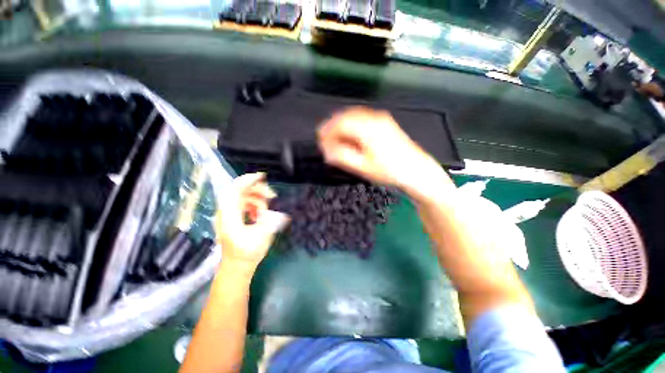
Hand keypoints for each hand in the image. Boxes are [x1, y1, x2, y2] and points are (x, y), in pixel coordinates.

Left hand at [215, 173, 289, 270]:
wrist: (237, 266)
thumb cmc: (249, 253)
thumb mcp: (262, 235)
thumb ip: (268, 217)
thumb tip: (272, 203)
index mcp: (229, 216)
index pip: (234, 190)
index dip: (247, 180)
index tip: (262, 177)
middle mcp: (225, 212)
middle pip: (239, 191)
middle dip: (257, 190)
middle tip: (272, 196)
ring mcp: (227, 215)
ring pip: (242, 196)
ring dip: (257, 198)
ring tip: (267, 209)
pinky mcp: (232, 217)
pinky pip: (243, 203)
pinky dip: (254, 204)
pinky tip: (260, 213)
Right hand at [317, 107, 445, 191]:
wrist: (416, 171)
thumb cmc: (389, 171)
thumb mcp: (363, 167)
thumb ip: (342, 157)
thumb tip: (327, 151)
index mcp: (367, 128)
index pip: (340, 123)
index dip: (327, 131)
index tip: (320, 141)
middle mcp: (374, 118)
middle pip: (346, 116)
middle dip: (332, 127)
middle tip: (324, 139)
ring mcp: (381, 119)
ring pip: (354, 116)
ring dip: (342, 125)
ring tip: (335, 138)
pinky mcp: (386, 123)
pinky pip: (363, 119)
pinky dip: (352, 125)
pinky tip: (350, 135)